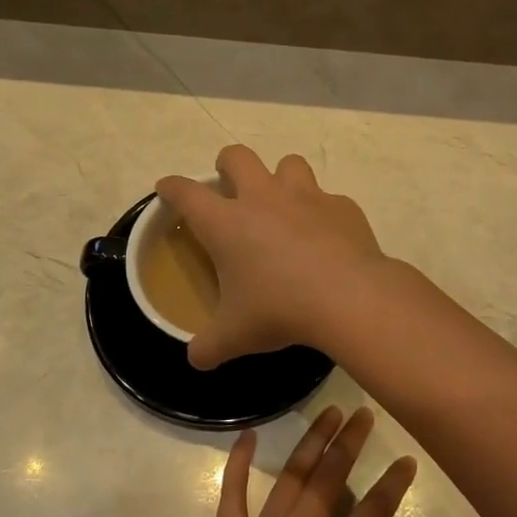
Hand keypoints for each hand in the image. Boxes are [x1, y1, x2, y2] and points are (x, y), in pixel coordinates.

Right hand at [157, 145, 390, 370]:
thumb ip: (209, 346)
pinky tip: (327, 236)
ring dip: (281, 177)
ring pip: (289, 164)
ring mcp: (306, 197)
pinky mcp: (342, 206)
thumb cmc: (280, 310)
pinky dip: (323, 212)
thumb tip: (196, 360)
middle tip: (230, 184)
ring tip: (283, 203)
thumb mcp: (235, 336)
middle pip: (238, 156)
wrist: (348, 297)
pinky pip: (328, 198)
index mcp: (227, 223)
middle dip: (228, 164)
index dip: (173, 187)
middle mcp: (263, 198)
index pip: (187, 193)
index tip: (168, 188)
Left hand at [170, 407, 416, 516]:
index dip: (392, 485)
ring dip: (312, 441)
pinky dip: (238, 461)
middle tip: (364, 414)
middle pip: (330, 479)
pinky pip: (232, 492)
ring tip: (329, 412)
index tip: (406, 460)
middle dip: (350, 443)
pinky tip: (248, 434)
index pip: (370, 514)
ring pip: (291, 476)